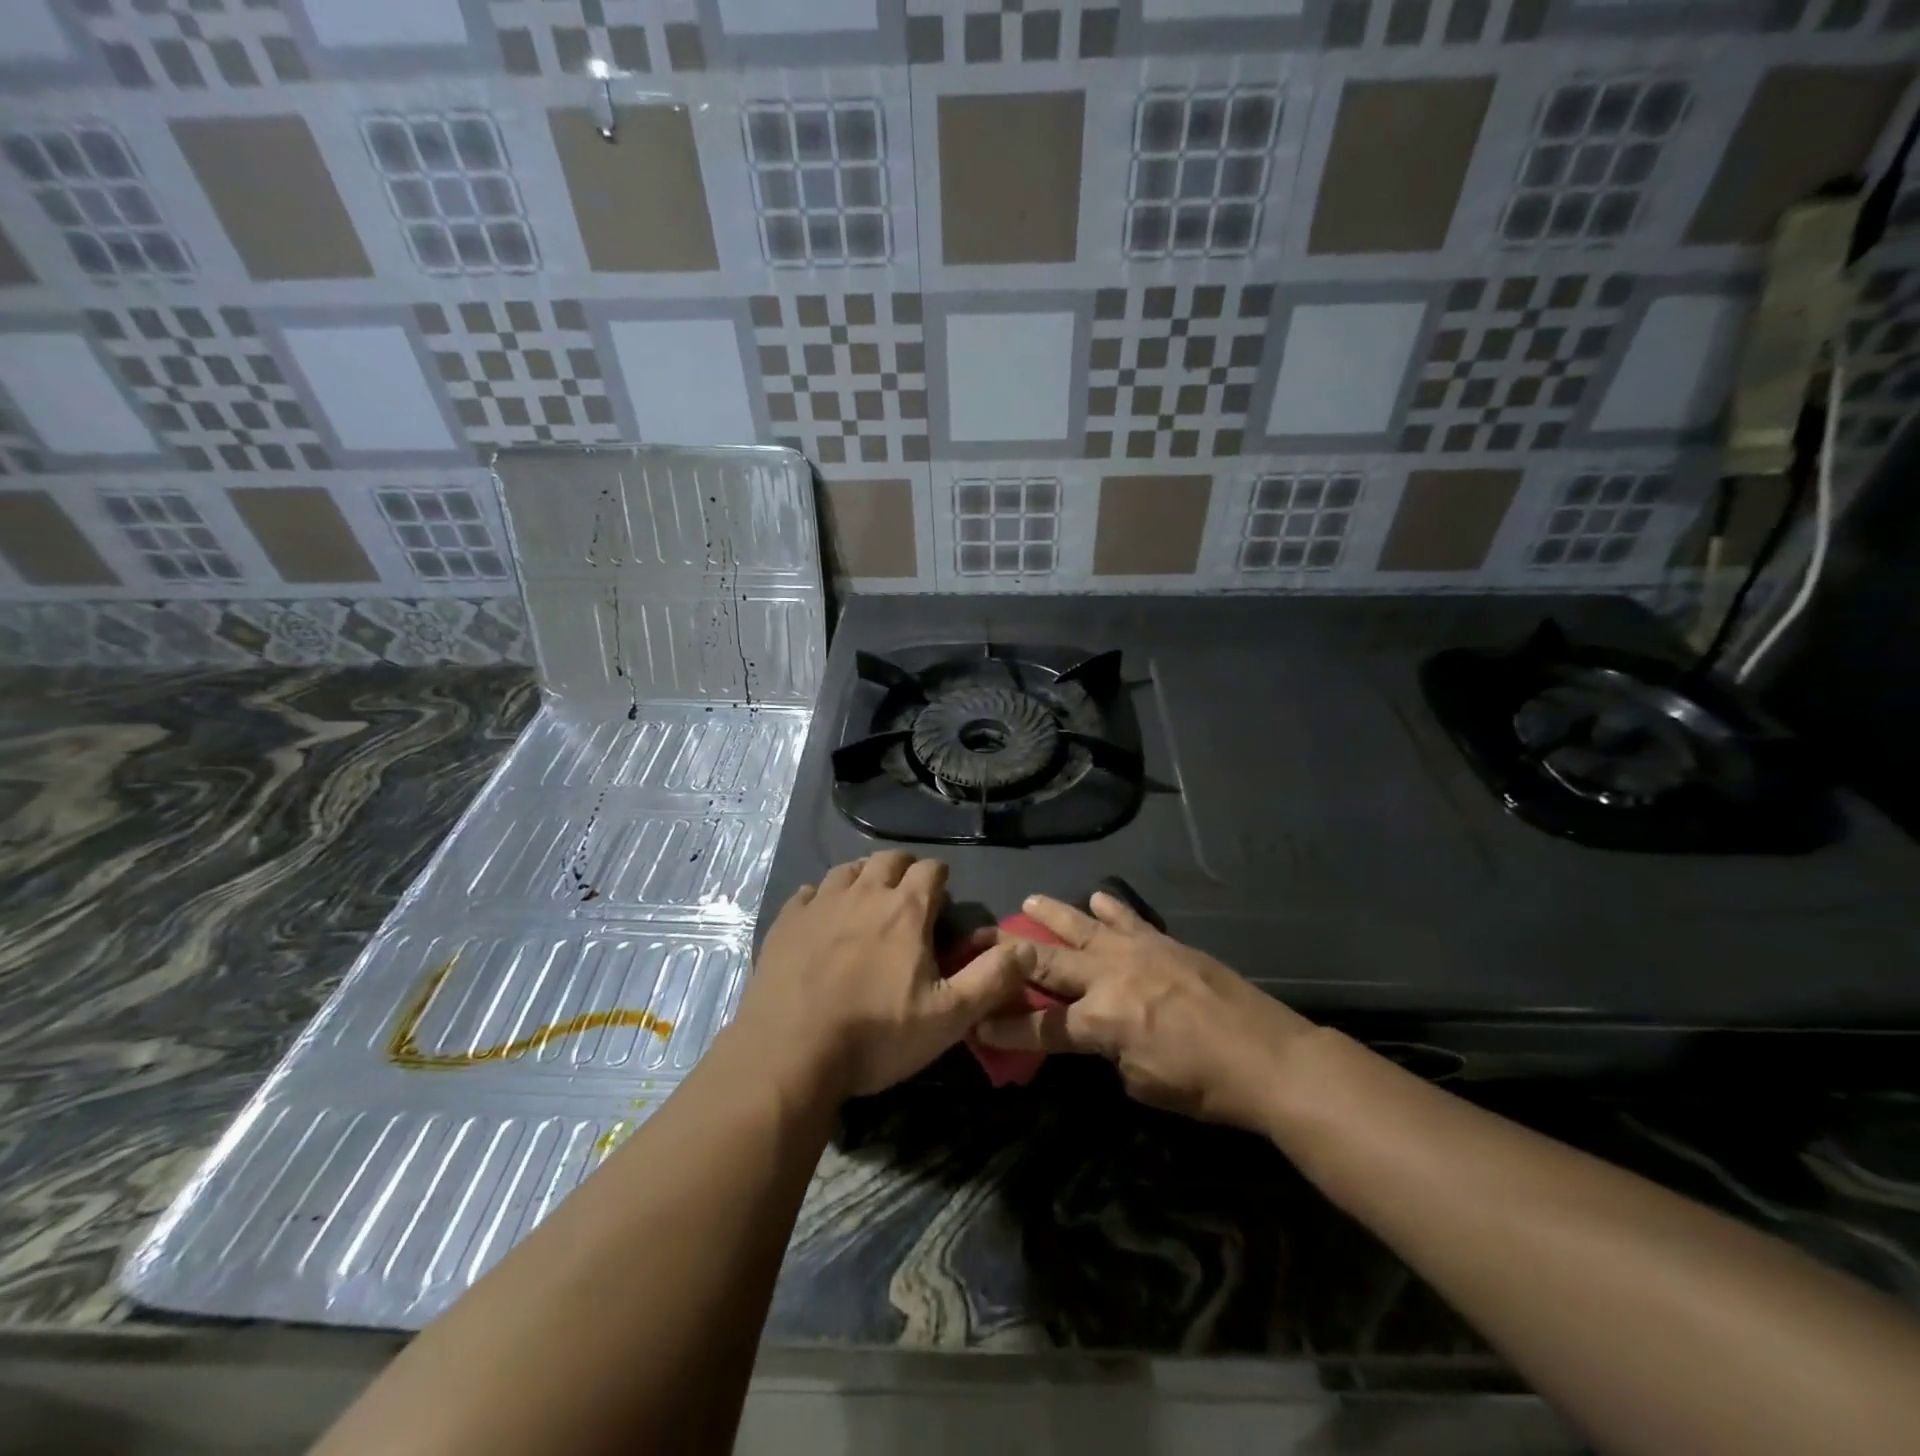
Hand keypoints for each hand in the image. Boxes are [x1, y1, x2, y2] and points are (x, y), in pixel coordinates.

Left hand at [738, 852, 1033, 1101]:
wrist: (790, 1054)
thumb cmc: (877, 1035)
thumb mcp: (949, 1016)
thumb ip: (993, 978)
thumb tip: (1029, 947)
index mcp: (906, 910)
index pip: (931, 869)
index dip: (940, 880)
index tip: (942, 901)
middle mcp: (864, 893)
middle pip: (888, 860)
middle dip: (904, 870)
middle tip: (908, 897)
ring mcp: (821, 903)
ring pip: (848, 870)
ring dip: (864, 878)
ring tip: (868, 901)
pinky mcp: (786, 920)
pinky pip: (809, 891)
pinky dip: (823, 897)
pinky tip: (823, 918)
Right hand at [976, 892, 1318, 1130]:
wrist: (1269, 1056)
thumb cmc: (1203, 1085)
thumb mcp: (1142, 1084)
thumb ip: (1110, 1053)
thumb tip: (1101, 1035)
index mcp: (1100, 1021)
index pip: (1038, 1024)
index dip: (1004, 1027)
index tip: (975, 1024)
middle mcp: (1109, 977)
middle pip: (1046, 962)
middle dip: (1007, 955)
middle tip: (976, 941)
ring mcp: (1137, 952)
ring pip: (1082, 926)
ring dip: (1051, 914)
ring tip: (1027, 902)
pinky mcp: (1164, 942)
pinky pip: (1129, 919)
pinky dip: (1111, 908)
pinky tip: (1097, 897)